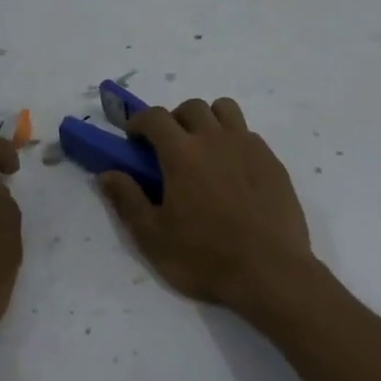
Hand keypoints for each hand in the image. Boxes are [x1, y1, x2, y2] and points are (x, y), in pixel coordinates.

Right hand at [98, 97, 313, 317]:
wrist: (270, 272)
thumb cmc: (205, 257)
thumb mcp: (153, 237)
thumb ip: (127, 200)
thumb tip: (107, 173)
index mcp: (182, 153)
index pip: (155, 117)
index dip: (139, 121)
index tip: (134, 139)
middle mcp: (216, 139)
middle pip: (192, 107)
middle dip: (174, 119)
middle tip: (169, 148)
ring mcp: (249, 147)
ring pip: (225, 110)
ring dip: (208, 120)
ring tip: (204, 150)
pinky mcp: (272, 161)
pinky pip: (249, 135)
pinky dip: (234, 141)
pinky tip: (233, 173)